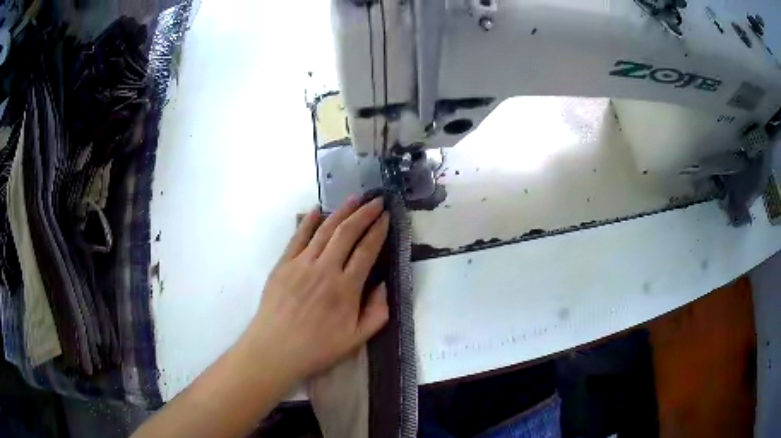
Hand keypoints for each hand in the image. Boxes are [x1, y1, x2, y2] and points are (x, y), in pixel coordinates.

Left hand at [241, 196, 389, 381]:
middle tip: (376, 201)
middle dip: (364, 213)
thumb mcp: (356, 339)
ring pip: (324, 230)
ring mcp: (301, 264)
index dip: (378, 230)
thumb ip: (377, 312)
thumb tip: (383, 285)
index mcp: (346, 288)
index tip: (387, 216)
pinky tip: (317, 209)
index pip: (367, 250)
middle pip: (347, 232)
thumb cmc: (317, 348)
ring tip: (354, 198)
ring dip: (341, 211)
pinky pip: (298, 237)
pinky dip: (308, 221)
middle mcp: (325, 269)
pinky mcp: (283, 264)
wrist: (275, 349)